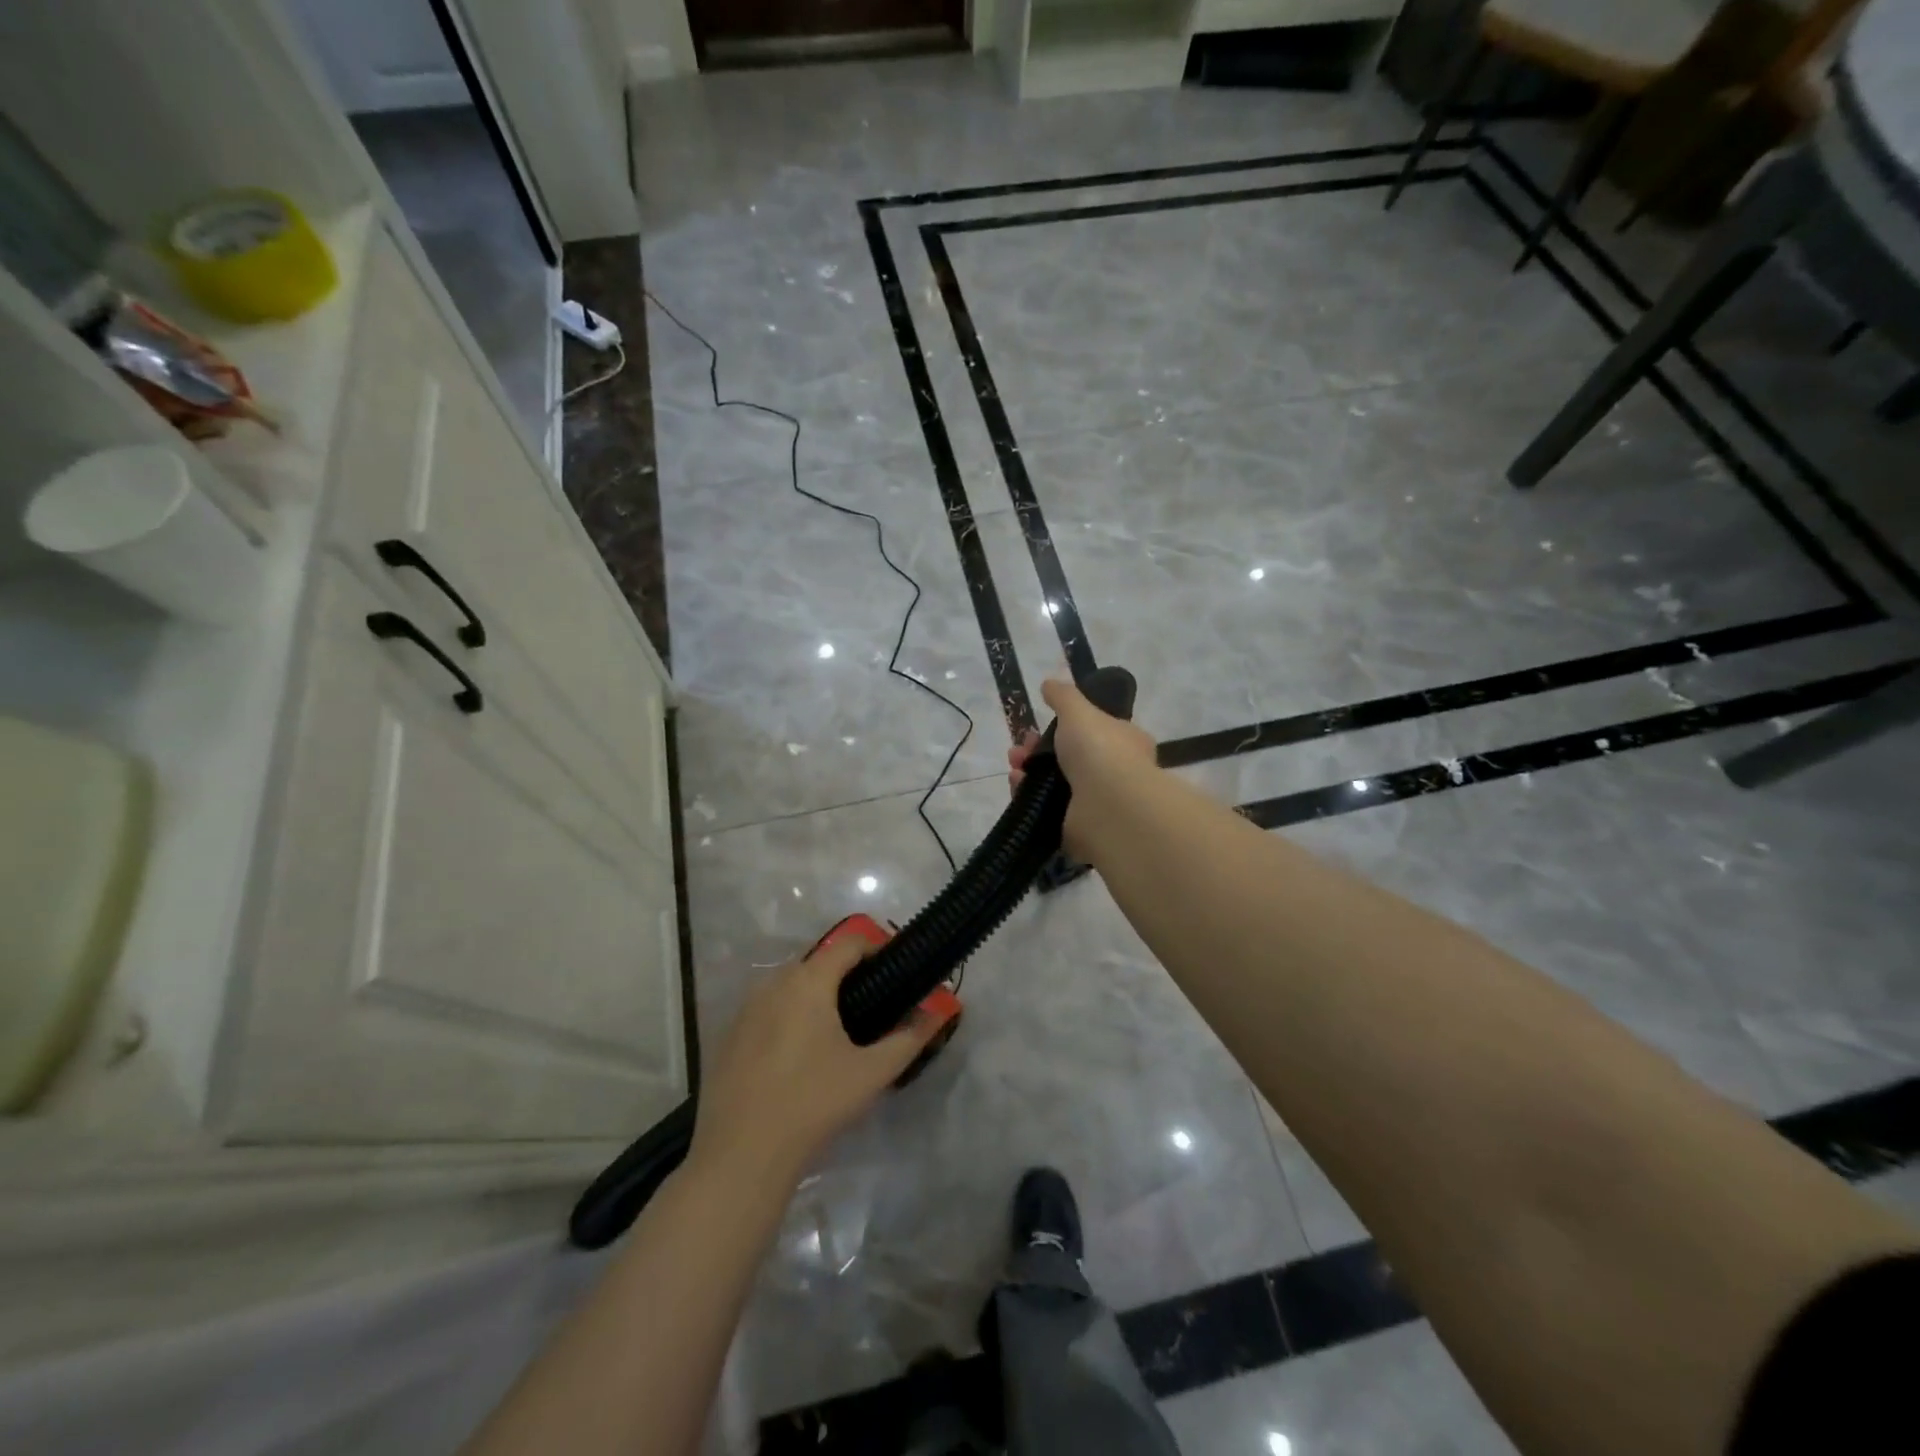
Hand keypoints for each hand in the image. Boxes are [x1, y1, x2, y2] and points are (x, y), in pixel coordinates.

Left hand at [689, 935, 938, 1191]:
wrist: (741, 1155)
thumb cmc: (813, 1103)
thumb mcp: (871, 1074)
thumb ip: (908, 1039)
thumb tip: (937, 1014)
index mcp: (809, 981)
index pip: (849, 942)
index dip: (876, 948)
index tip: (894, 970)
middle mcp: (774, 982)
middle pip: (818, 961)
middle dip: (846, 974)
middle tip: (871, 1004)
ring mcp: (746, 1008)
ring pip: (790, 985)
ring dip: (815, 994)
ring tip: (838, 1030)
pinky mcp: (729, 1034)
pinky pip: (767, 1009)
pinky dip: (788, 1016)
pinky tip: (798, 1055)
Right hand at [1009, 677, 1157, 862]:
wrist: (1108, 806)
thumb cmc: (1099, 750)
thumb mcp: (1079, 710)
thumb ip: (1063, 696)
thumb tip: (1049, 683)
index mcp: (1125, 742)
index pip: (1096, 730)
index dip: (1066, 725)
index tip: (1041, 722)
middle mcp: (1115, 773)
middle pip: (1069, 757)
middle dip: (1039, 749)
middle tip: (1019, 747)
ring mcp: (1096, 803)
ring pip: (1055, 783)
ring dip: (1030, 772)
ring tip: (1014, 766)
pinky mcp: (1078, 828)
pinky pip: (1047, 808)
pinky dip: (1029, 796)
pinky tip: (1016, 786)